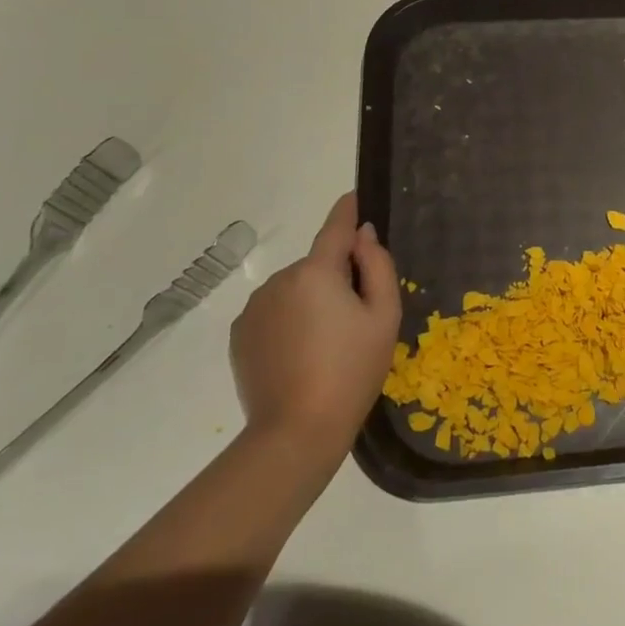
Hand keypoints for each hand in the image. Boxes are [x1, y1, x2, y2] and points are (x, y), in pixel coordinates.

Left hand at [229, 193, 400, 455]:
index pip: (334, 227)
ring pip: (295, 290)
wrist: (297, 430)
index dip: (347, 210)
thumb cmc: (353, 370)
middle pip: (317, 266)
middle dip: (336, 279)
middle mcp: (279, 280)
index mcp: (316, 272)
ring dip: (311, 302)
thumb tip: (363, 235)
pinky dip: (289, 322)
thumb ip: (377, 266)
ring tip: (327, 345)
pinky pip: (274, 313)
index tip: (354, 196)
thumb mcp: (384, 316)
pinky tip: (301, 356)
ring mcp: (254, 308)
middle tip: (357, 319)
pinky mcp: (240, 334)